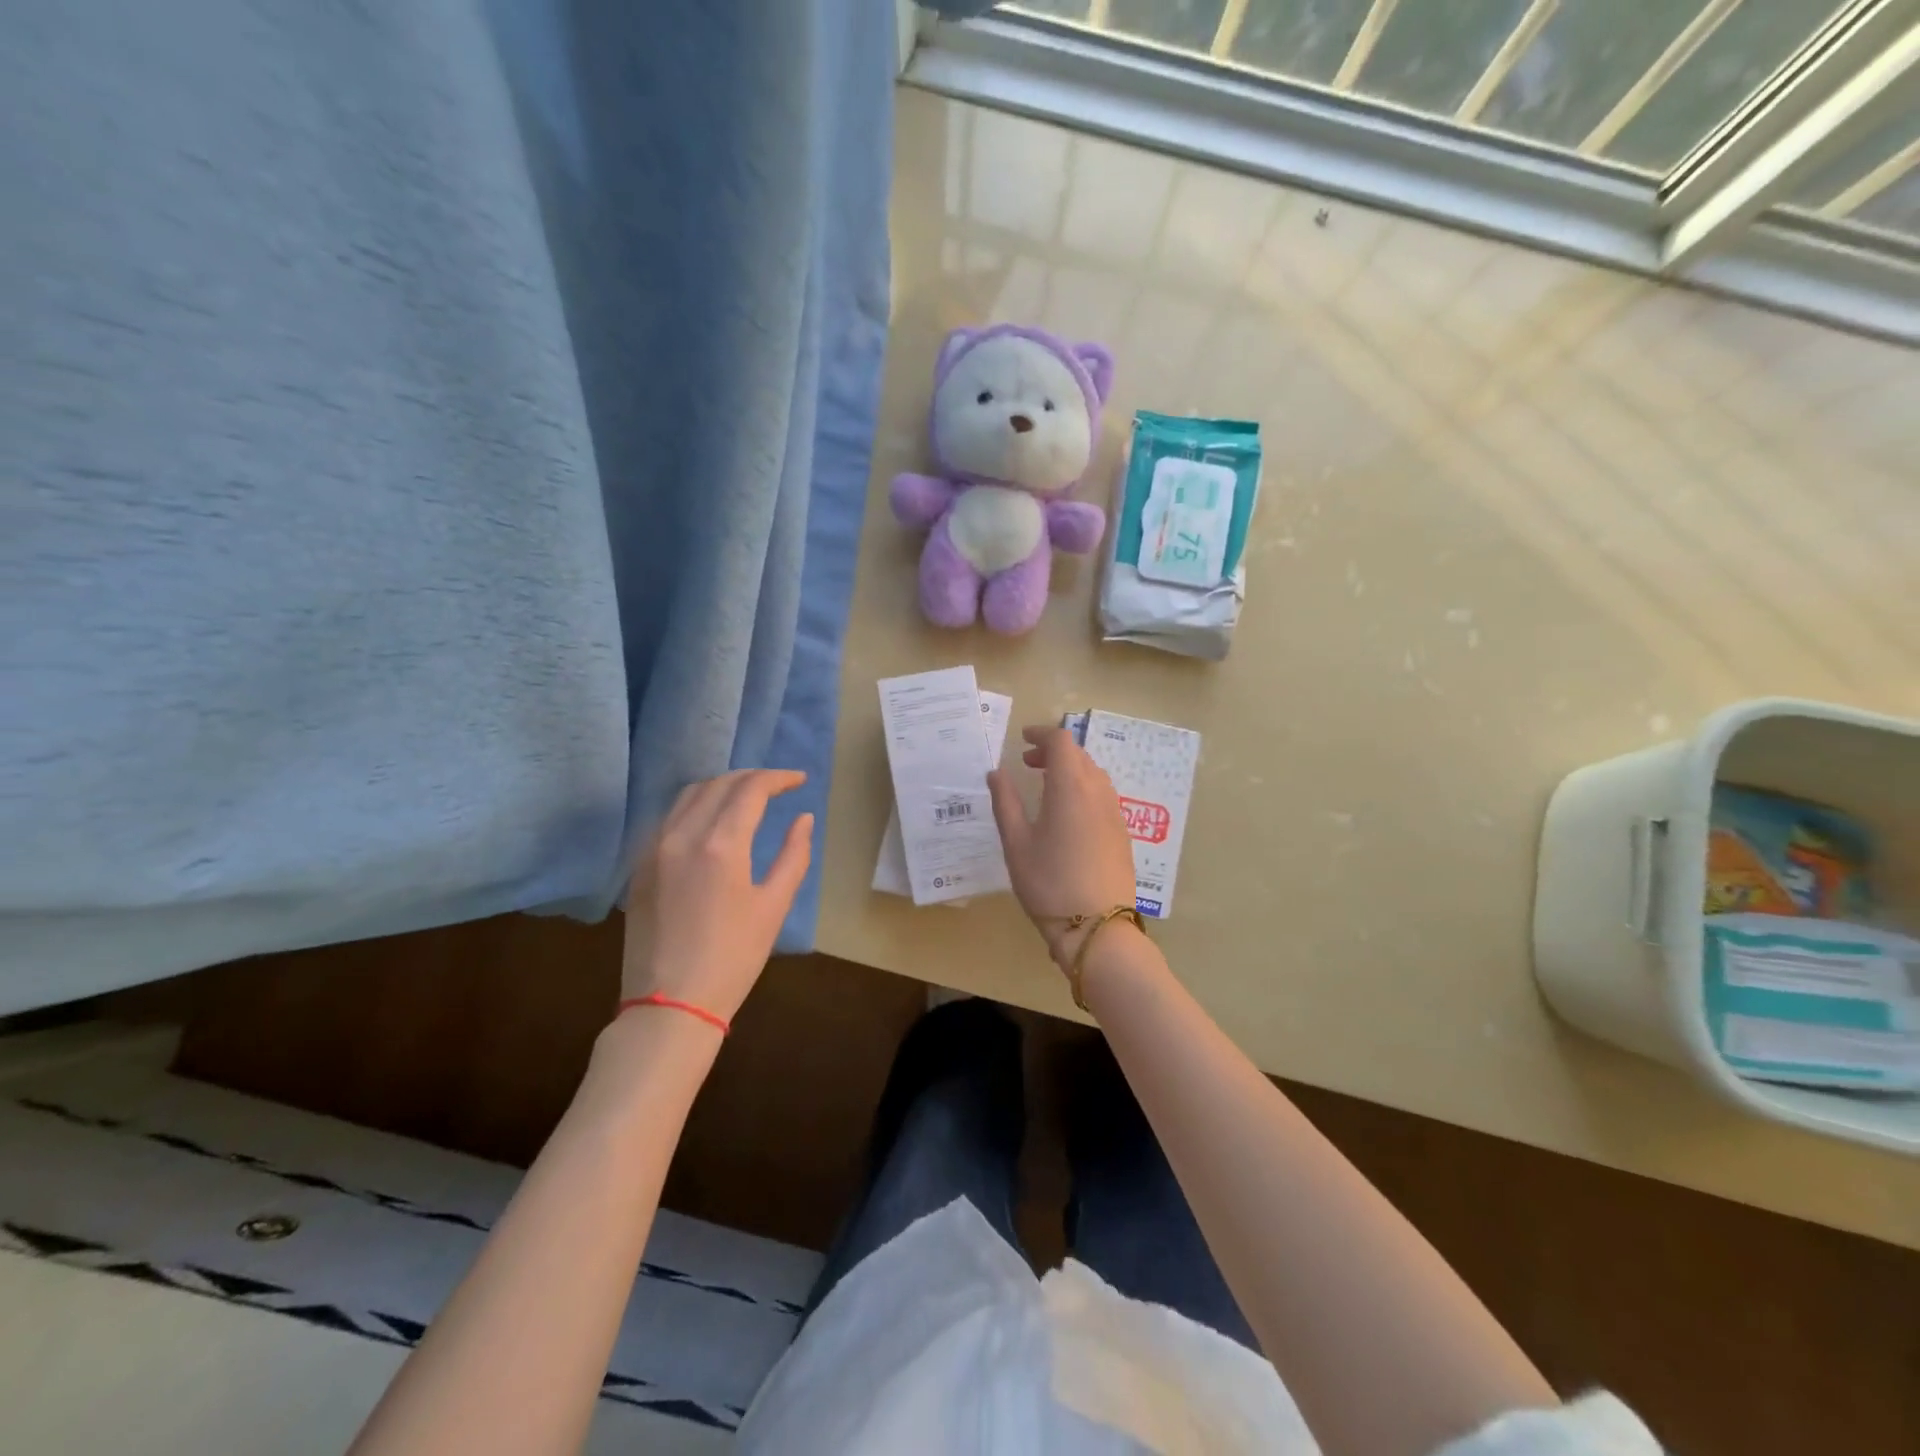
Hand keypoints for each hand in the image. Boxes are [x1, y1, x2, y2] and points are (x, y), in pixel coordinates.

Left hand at [621, 770, 812, 1021]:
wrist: (669, 1005)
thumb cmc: (733, 959)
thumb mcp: (774, 907)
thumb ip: (793, 855)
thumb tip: (803, 818)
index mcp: (721, 844)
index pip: (750, 789)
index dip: (778, 778)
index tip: (799, 780)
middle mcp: (682, 835)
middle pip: (718, 784)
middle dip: (751, 777)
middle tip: (777, 785)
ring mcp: (654, 848)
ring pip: (688, 795)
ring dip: (721, 786)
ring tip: (746, 796)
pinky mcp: (639, 865)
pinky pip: (669, 817)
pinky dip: (696, 806)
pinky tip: (711, 820)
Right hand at [987, 727, 1137, 966]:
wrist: (1097, 927)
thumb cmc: (1049, 882)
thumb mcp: (1016, 843)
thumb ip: (1005, 802)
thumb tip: (996, 773)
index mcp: (1070, 787)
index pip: (1061, 741)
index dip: (1042, 734)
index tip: (1023, 739)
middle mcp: (1098, 791)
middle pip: (1079, 754)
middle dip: (1053, 751)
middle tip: (1028, 764)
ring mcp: (1114, 812)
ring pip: (1094, 774)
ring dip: (1070, 770)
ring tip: (1046, 788)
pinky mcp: (1122, 833)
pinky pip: (1103, 795)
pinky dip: (1083, 789)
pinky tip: (1068, 815)